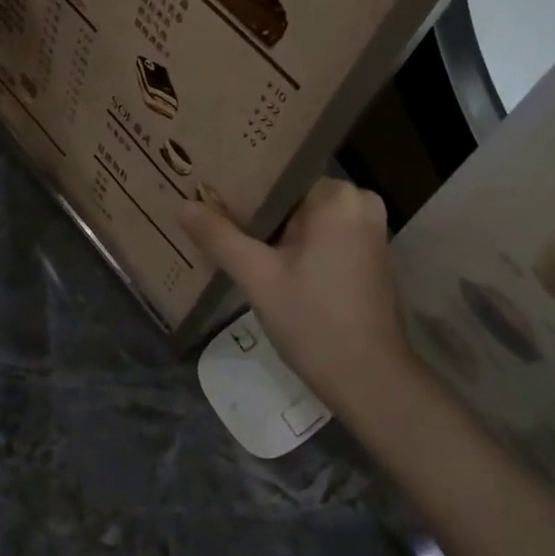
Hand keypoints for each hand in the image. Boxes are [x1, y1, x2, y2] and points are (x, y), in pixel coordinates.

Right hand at [180, 178, 418, 418]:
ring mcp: (369, 229)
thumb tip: (183, 205)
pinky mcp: (369, 253)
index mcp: (338, 196)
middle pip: (292, 196)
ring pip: (306, 217)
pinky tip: (263, 256)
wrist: (371, 381)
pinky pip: (323, 235)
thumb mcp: (259, 278)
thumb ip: (220, 237)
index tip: (207, 188)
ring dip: (273, 229)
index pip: (279, 174)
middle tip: (210, 212)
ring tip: (226, 231)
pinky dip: (295, 244)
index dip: (241, 184)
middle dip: (254, 209)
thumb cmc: (314, 322)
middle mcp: (360, 202)